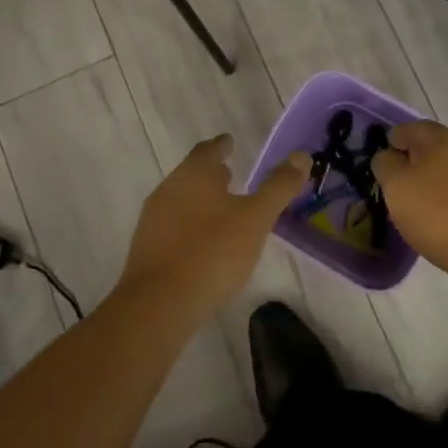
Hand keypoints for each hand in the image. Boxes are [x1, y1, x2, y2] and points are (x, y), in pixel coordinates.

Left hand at [123, 136, 306, 320]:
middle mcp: (169, 190)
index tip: (231, 142)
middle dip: (210, 173)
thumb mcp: (256, 218)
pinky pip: (172, 226)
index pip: (208, 150)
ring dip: (200, 199)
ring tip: (221, 208)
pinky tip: (203, 242)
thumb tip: (302, 156)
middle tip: (231, 174)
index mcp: (194, 175)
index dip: (222, 145)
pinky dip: (189, 224)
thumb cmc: (213, 252)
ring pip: (180, 199)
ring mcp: (153, 221)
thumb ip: (278, 186)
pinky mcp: (146, 250)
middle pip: (191, 173)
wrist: (158, 305)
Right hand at [371, 121, 447, 285]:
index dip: (391, 143)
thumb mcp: (397, 187)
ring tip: (418, 205)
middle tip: (396, 185)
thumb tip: (388, 155)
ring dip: (433, 180)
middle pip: (433, 147)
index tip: (381, 167)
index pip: (409, 129)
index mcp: (443, 137)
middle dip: (413, 161)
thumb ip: (386, 164)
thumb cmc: (438, 214)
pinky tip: (442, 218)